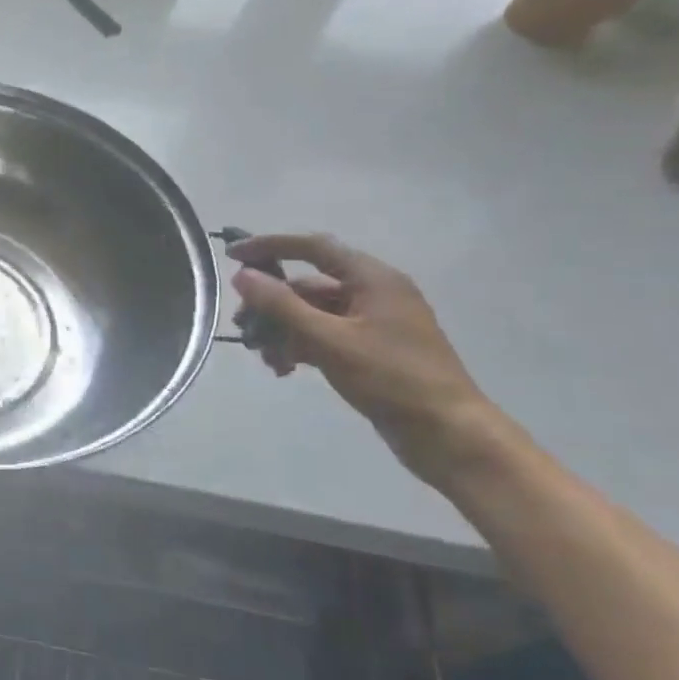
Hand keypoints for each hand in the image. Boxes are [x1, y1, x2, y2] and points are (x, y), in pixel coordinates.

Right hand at [227, 234, 500, 487]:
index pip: (313, 248)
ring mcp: (373, 323)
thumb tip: (242, 276)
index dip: (270, 246)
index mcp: (373, 279)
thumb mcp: (329, 340)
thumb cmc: (391, 378)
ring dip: (283, 331)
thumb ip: (282, 306)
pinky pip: (324, 336)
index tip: (231, 256)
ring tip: (266, 358)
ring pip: (312, 314)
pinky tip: (285, 369)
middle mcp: (373, 293)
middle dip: (272, 305)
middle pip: (308, 286)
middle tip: (242, 327)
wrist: (447, 433)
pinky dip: (300, 346)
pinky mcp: (370, 349)